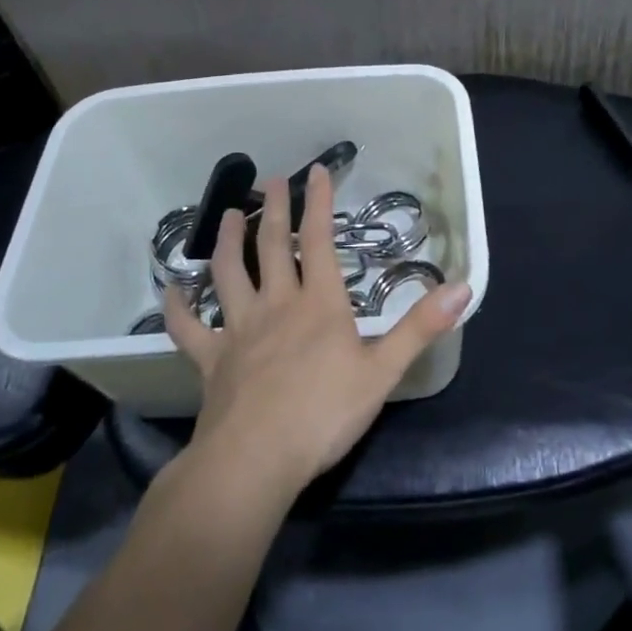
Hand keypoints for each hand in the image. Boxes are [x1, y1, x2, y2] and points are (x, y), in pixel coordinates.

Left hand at [163, 164, 471, 500]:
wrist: (256, 459)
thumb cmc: (324, 414)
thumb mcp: (384, 371)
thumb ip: (420, 327)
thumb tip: (463, 286)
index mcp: (320, 304)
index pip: (320, 241)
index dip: (319, 203)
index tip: (316, 170)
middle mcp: (277, 305)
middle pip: (273, 247)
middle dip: (273, 210)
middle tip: (270, 180)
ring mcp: (240, 331)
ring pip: (229, 275)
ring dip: (227, 243)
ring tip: (226, 216)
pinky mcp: (212, 361)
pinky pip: (189, 328)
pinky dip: (177, 307)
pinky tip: (168, 289)